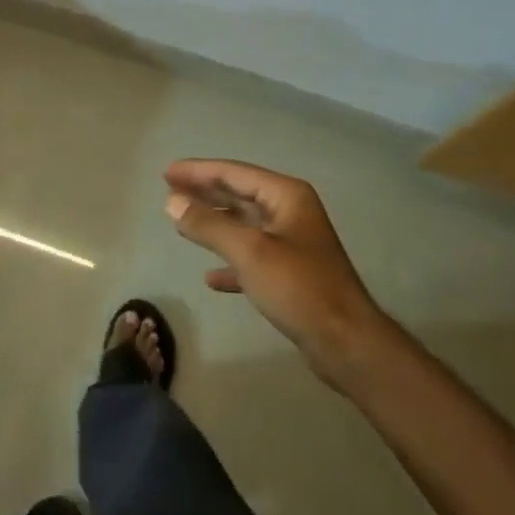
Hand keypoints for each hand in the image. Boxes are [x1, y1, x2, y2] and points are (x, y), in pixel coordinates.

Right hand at [165, 158, 390, 387]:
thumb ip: (208, 224)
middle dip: (204, 193)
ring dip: (214, 223)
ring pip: (244, 225)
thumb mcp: (249, 252)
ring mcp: (292, 243)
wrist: (346, 344)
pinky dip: (230, 262)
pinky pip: (252, 258)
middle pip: (239, 194)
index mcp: (286, 196)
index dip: (199, 171)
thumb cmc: (299, 287)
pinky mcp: (291, 274)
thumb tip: (172, 201)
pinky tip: (210, 277)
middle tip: (169, 190)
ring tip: (182, 222)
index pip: (234, 173)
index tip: (167, 172)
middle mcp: (290, 212)